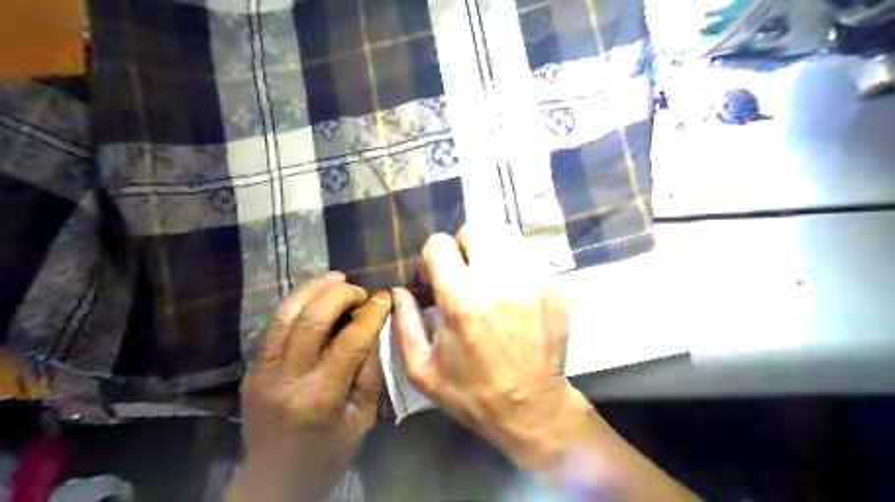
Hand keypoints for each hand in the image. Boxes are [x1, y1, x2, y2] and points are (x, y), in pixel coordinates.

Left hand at [226, 272, 389, 501]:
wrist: (274, 480)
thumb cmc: (328, 453)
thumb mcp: (362, 418)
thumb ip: (369, 371)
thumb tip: (374, 329)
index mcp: (321, 398)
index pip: (349, 342)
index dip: (370, 314)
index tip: (384, 298)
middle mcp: (287, 380)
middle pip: (312, 320)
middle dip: (341, 295)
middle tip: (361, 292)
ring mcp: (262, 372)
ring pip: (285, 315)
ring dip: (313, 289)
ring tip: (336, 278)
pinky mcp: (251, 369)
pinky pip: (273, 325)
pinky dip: (295, 303)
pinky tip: (313, 294)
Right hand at [393, 226, 588, 464]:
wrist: (532, 407)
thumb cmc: (472, 392)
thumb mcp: (422, 369)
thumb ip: (404, 323)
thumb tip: (399, 290)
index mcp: (462, 298)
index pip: (439, 244)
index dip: (430, 259)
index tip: (433, 279)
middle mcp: (499, 279)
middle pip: (475, 228)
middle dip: (461, 246)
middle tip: (462, 272)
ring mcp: (533, 279)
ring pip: (506, 234)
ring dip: (490, 249)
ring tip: (488, 275)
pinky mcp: (556, 285)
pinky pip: (530, 254)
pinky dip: (515, 262)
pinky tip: (512, 288)